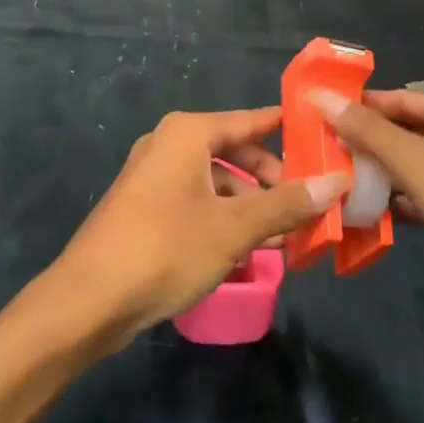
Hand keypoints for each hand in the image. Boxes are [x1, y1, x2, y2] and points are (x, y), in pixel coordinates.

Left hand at [54, 108, 349, 345]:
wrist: (87, 301)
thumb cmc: (165, 248)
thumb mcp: (234, 228)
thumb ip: (286, 204)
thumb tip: (337, 181)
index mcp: (188, 134)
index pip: (250, 121)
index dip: (287, 129)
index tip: (322, 137)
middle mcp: (169, 145)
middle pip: (235, 153)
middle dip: (271, 181)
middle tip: (308, 206)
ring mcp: (153, 178)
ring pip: (216, 183)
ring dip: (250, 207)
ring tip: (285, 239)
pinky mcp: (144, 210)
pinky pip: (196, 203)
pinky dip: (224, 220)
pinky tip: (247, 253)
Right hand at [310, 89, 423, 317]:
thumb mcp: (421, 164)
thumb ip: (370, 132)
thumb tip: (321, 96)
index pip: (401, 99)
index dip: (362, 106)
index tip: (319, 116)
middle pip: (409, 133)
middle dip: (369, 144)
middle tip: (323, 154)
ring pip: (417, 168)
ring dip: (382, 176)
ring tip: (337, 184)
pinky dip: (402, 203)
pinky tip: (371, 215)